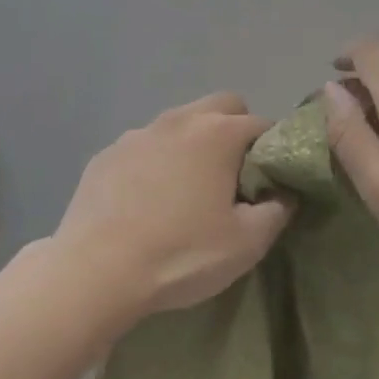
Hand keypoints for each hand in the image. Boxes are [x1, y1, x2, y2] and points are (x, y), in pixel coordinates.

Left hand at [55, 93, 290, 319]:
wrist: (95, 273)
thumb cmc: (181, 254)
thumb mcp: (247, 243)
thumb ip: (278, 210)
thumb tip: (284, 194)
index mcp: (219, 133)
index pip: (263, 125)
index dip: (273, 151)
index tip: (269, 182)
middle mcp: (180, 120)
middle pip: (222, 106)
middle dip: (235, 130)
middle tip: (232, 176)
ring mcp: (139, 133)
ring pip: (180, 123)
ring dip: (192, 144)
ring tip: (186, 190)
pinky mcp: (106, 154)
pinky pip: (144, 147)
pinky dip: (155, 162)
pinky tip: (146, 201)